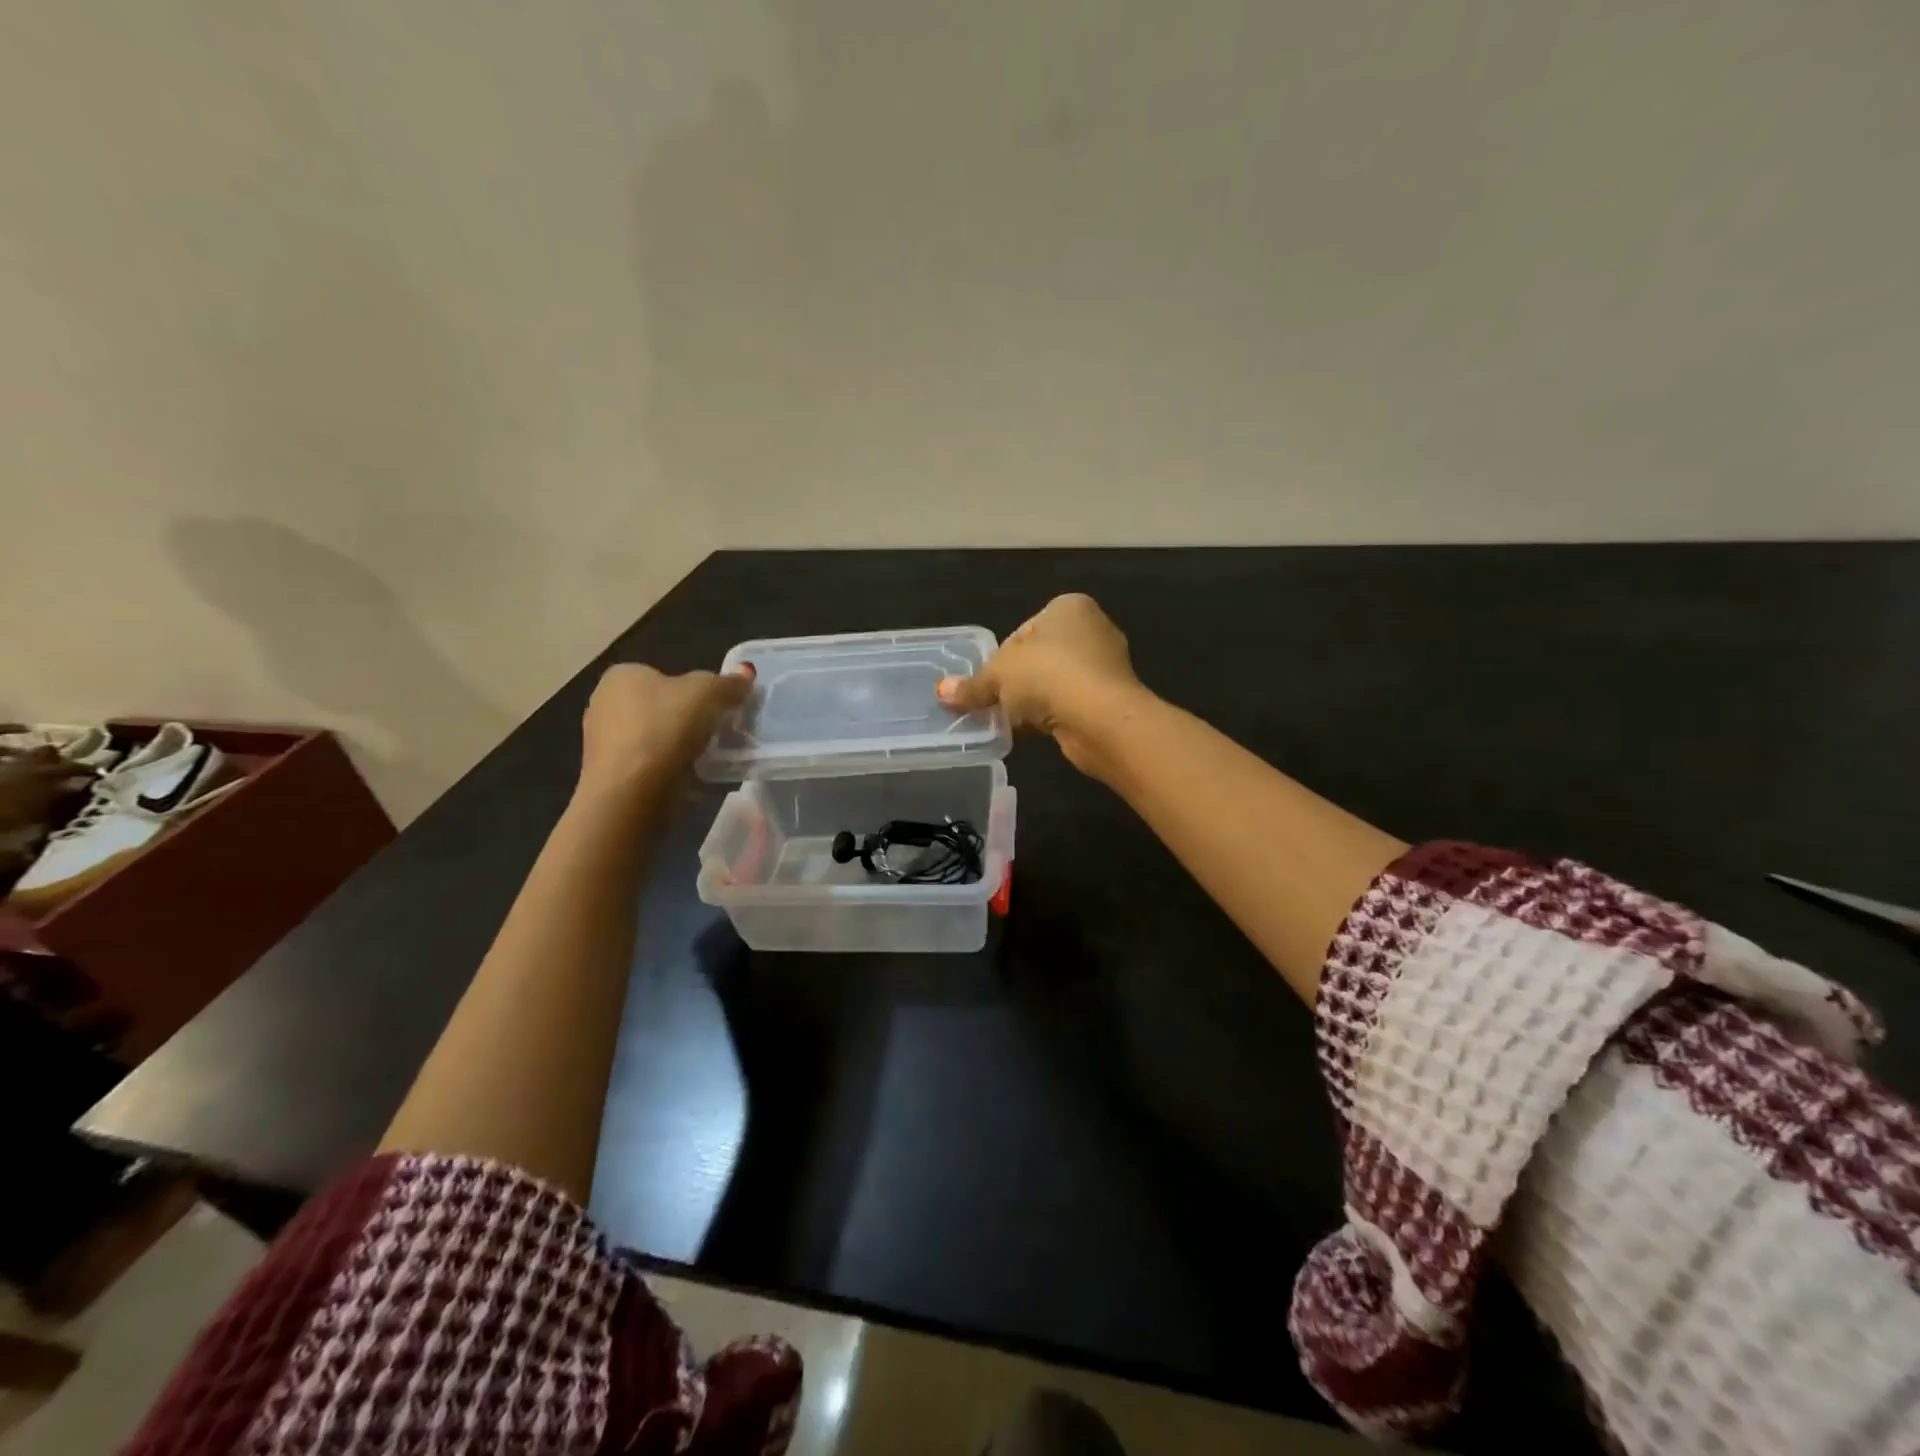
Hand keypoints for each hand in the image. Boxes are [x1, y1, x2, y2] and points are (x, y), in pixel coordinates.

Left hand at [578, 663, 753, 797]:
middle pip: (661, 706)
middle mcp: (603, 702)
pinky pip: (648, 763)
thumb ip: (729, 682)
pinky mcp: (608, 773)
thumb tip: (746, 673)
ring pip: (655, 736)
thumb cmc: (664, 729)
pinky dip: (667, 768)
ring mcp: (601, 740)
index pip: (665, 674)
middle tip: (717, 734)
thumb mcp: (708, 694)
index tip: (717, 710)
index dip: (695, 690)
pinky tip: (685, 779)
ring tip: (706, 760)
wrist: (630, 793)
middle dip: (688, 719)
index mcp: (622, 675)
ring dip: (679, 746)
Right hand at [936, 593, 1144, 775]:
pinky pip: (1069, 704)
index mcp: (1068, 607)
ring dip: (1033, 702)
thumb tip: (942, 692)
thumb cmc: (1047, 675)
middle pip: (1038, 658)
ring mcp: (1105, 665)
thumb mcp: (998, 676)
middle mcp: (1092, 629)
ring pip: (1054, 683)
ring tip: (1011, 722)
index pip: (1021, 632)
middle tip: (994, 705)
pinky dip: (1052, 716)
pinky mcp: (1110, 699)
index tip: (986, 684)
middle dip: (1015, 683)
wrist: (1100, 718)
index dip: (999, 660)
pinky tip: (1035, 732)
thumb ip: (972, 685)